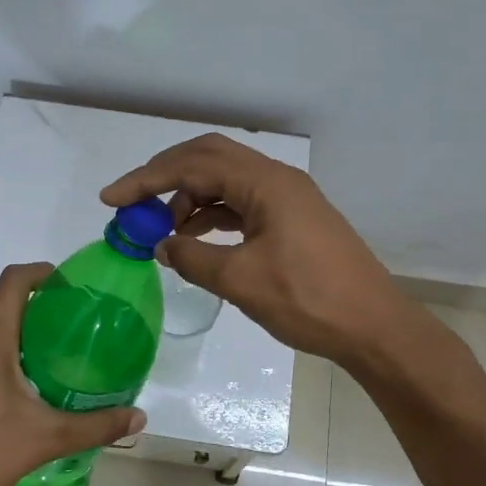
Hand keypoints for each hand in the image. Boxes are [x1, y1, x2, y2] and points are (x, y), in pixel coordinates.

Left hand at [0, 263, 146, 485]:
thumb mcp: (46, 438)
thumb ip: (95, 426)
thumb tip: (139, 418)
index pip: (13, 282)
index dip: (40, 273)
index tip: (65, 284)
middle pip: (1, 312)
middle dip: (35, 317)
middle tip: (68, 337)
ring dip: (13, 344)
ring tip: (44, 368)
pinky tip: (10, 399)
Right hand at [101, 133, 413, 365]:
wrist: (374, 327)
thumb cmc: (309, 300)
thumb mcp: (241, 281)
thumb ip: (193, 257)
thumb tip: (161, 245)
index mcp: (266, 182)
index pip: (193, 165)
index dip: (147, 179)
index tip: (111, 199)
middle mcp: (277, 179)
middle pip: (209, 159)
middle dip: (165, 177)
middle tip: (132, 203)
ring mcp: (288, 198)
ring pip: (226, 181)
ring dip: (190, 198)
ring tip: (163, 231)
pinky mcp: (293, 219)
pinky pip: (242, 203)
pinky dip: (213, 215)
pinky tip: (195, 238)